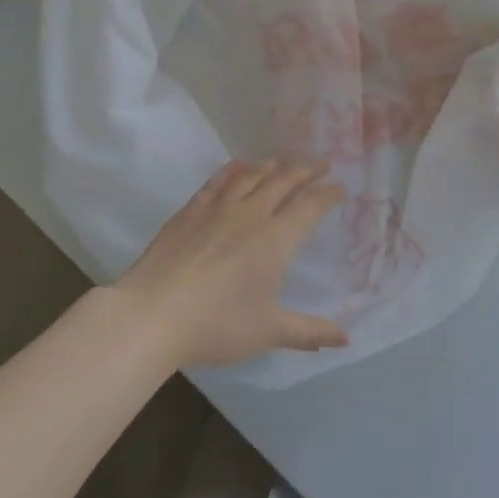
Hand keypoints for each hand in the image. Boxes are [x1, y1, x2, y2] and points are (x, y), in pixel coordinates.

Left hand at [115, 158, 348, 368]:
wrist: (153, 314)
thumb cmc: (216, 325)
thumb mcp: (269, 332)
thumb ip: (309, 332)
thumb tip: (346, 338)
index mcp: (275, 240)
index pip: (309, 206)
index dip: (328, 194)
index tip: (341, 188)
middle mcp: (250, 214)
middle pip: (283, 180)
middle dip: (306, 169)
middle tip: (321, 164)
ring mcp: (217, 208)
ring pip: (252, 174)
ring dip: (273, 163)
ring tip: (285, 160)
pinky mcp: (190, 210)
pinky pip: (219, 180)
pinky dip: (235, 168)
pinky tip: (240, 166)